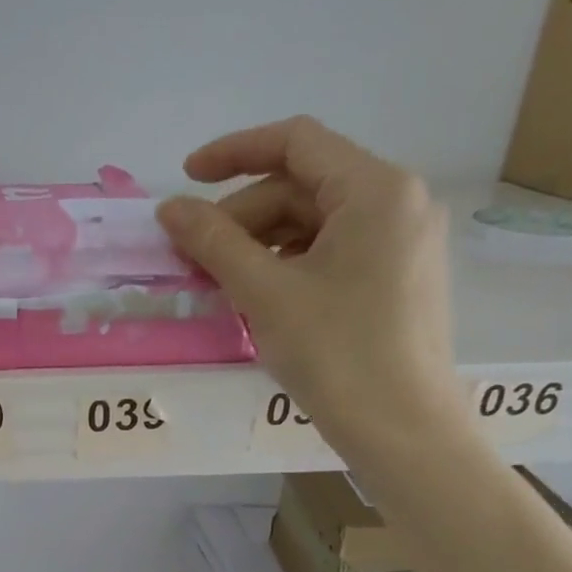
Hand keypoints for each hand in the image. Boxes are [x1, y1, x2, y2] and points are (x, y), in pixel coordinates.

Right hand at [155, 116, 461, 453]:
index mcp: (376, 190)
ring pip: (314, 222)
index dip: (233, 152)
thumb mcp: (265, 293)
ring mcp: (402, 240)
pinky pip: (332, 250)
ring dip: (259, 242)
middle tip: (194, 256)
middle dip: (241, 215)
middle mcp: (398, 201)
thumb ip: (213, 241)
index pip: (296, 142)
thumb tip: (169, 208)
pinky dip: (287, 263)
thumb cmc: (336, 353)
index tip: (185, 179)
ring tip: (218, 281)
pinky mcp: (397, 276)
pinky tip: (256, 295)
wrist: (402, 429)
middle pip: (302, 186)